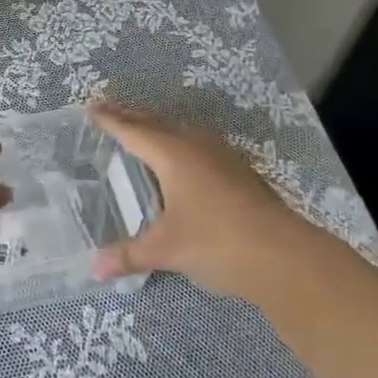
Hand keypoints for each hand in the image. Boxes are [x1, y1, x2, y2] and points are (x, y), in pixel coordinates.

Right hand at [88, 101, 311, 300]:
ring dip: (157, 127)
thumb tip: (93, 269)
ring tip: (142, 129)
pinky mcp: (239, 171)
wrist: (286, 256)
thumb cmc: (217, 242)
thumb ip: (128, 255)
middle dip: (130, 116)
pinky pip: (197, 144)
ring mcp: (221, 156)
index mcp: (172, 154)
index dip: (110, 121)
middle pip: (156, 123)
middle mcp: (194, 145)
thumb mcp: (167, 250)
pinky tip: (182, 158)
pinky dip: (178, 142)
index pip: (132, 131)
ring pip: (180, 131)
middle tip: (109, 109)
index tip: (91, 108)